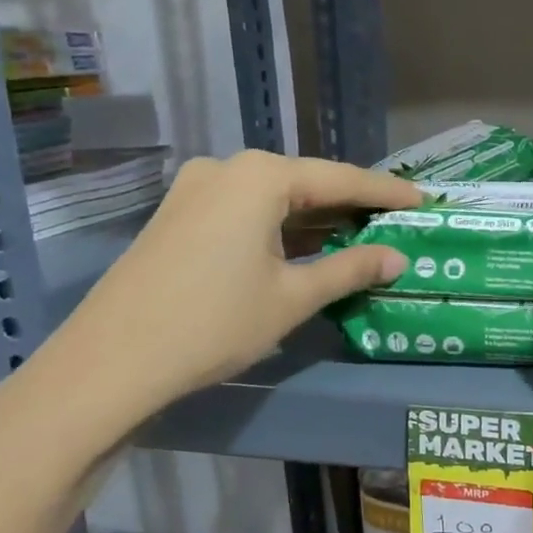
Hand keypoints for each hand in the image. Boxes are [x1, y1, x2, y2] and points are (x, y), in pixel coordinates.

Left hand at [8, 152, 416, 452]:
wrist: (109, 363)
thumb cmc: (214, 322)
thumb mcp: (293, 297)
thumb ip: (351, 270)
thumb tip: (398, 259)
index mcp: (260, 177)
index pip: (341, 179)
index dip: (386, 193)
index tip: (423, 202)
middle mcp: (227, 169)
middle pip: (306, 183)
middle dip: (350, 205)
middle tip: (394, 222)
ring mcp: (196, 190)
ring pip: (274, 198)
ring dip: (316, 219)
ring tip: (360, 235)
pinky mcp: (178, 215)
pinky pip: (246, 211)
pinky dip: (281, 227)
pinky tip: (306, 247)